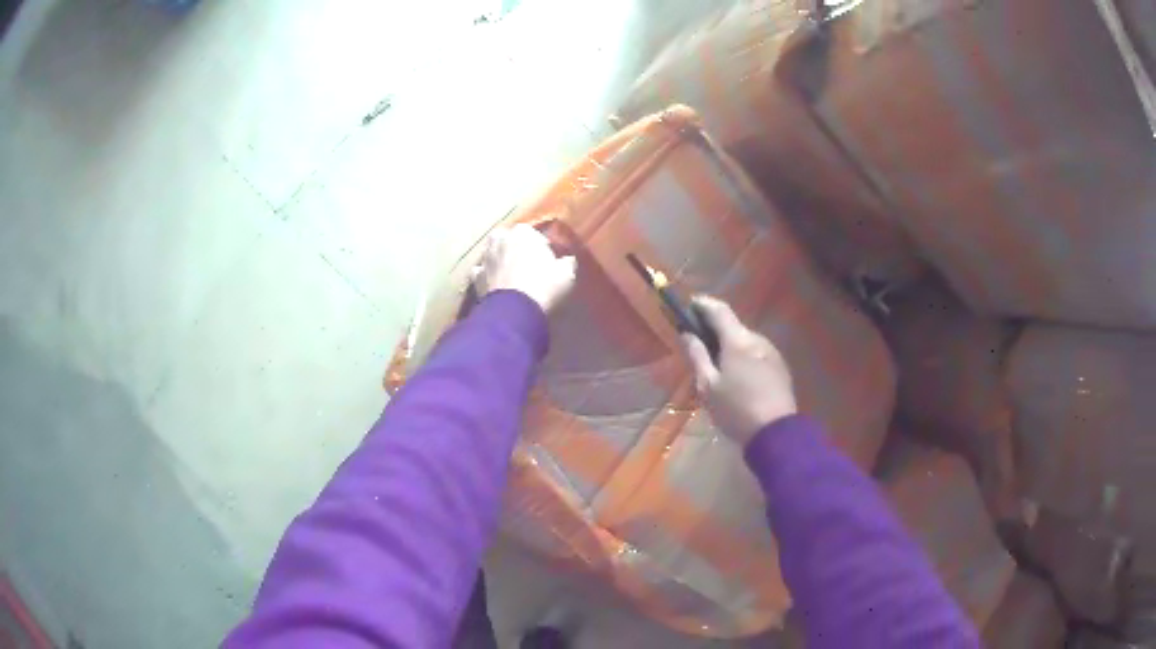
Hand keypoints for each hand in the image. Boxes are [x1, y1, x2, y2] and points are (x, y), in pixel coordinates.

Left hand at [473, 224, 577, 312]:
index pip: (531, 232)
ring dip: (498, 258)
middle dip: (514, 246)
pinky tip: (494, 284)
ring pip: (491, 252)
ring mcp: (486, 258)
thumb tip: (567, 260)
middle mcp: (501, 240)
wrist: (517, 311)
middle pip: (507, 238)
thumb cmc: (544, 285)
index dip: (538, 244)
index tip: (547, 257)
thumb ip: (567, 262)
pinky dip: (486, 275)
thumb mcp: (566, 273)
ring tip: (509, 271)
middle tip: (525, 261)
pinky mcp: (476, 277)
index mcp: (523, 233)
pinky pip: (481, 272)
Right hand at [682, 296, 797, 445]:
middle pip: (733, 326)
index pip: (719, 310)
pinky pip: (757, 354)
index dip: (702, 305)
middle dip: (715, 329)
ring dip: (730, 345)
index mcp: (738, 341)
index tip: (688, 306)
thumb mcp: (708, 386)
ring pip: (746, 341)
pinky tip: (738, 377)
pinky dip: (743, 357)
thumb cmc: (736, 410)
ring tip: (717, 365)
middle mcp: (758, 339)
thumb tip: (686, 333)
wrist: (776, 434)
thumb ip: (697, 356)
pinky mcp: (780, 368)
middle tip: (698, 343)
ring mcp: (772, 353)